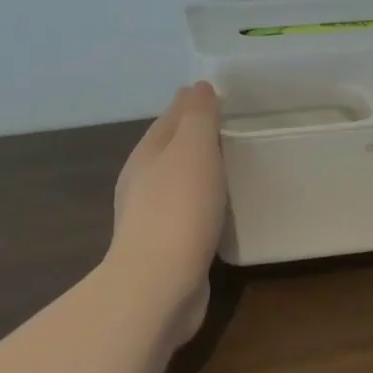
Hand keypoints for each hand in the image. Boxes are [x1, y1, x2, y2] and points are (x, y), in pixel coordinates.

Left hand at [107, 82, 225, 326]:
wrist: (158, 285)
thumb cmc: (179, 208)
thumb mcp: (193, 149)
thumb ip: (198, 116)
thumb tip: (198, 87)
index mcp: (146, 154)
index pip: (170, 118)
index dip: (191, 104)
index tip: (217, 94)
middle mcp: (143, 182)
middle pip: (171, 149)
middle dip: (194, 136)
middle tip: (229, 126)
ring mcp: (151, 217)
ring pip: (178, 182)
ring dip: (198, 171)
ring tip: (230, 164)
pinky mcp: (166, 248)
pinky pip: (188, 213)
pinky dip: (202, 202)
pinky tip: (219, 209)